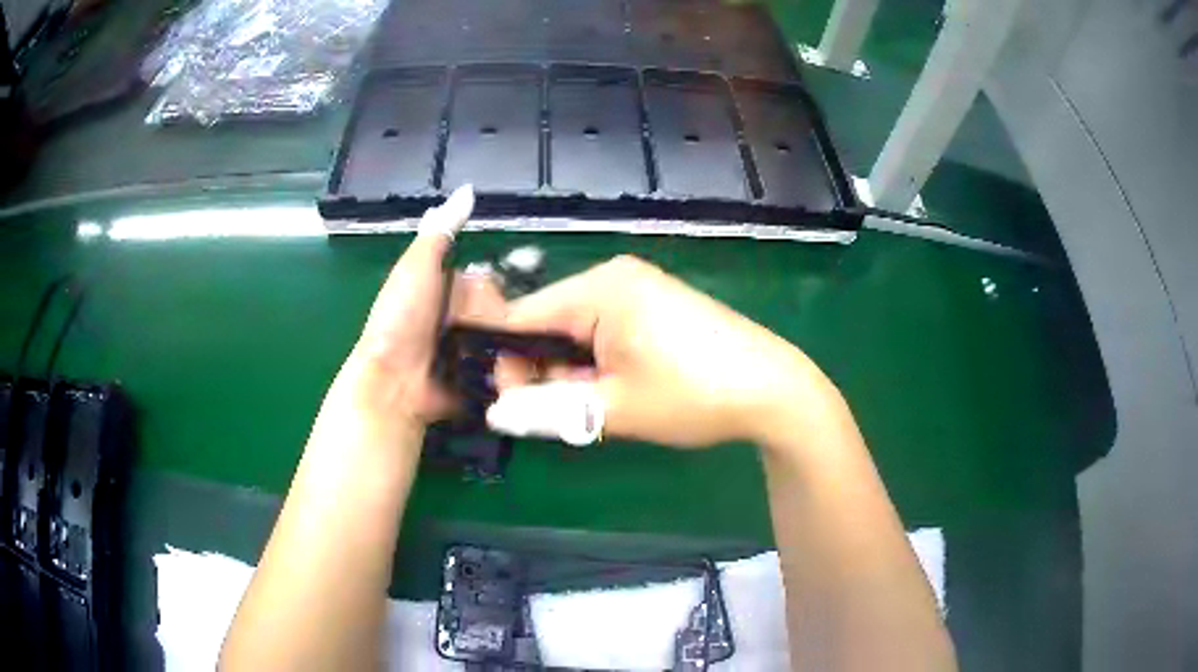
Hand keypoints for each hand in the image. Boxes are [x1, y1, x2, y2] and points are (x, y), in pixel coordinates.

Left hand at [337, 185, 505, 428]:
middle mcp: (457, 320)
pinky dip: (509, 369)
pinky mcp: (475, 381)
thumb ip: (441, 230)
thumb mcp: (418, 266)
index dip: (489, 288)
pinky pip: (504, 369)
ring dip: (508, 345)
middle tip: (483, 331)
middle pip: (501, 311)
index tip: (484, 300)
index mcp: (443, 290)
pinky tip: (514, 371)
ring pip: (507, 339)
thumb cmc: (400, 319)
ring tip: (503, 355)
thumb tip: (469, 190)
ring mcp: (467, 353)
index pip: (486, 281)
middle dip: (499, 320)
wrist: (393, 381)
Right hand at [490, 255, 838, 447]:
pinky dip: (598, 362)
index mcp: (598, 288)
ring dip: (572, 371)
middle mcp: (613, 277)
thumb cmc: (691, 395)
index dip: (506, 362)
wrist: (772, 390)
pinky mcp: (656, 306)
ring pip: (577, 331)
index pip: (522, 317)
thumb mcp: (613, 408)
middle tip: (557, 415)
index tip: (508, 405)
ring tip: (593, 407)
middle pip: (549, 322)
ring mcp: (639, 289)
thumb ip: (546, 409)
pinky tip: (615, 390)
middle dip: (544, 370)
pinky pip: (605, 331)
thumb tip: (495, 414)